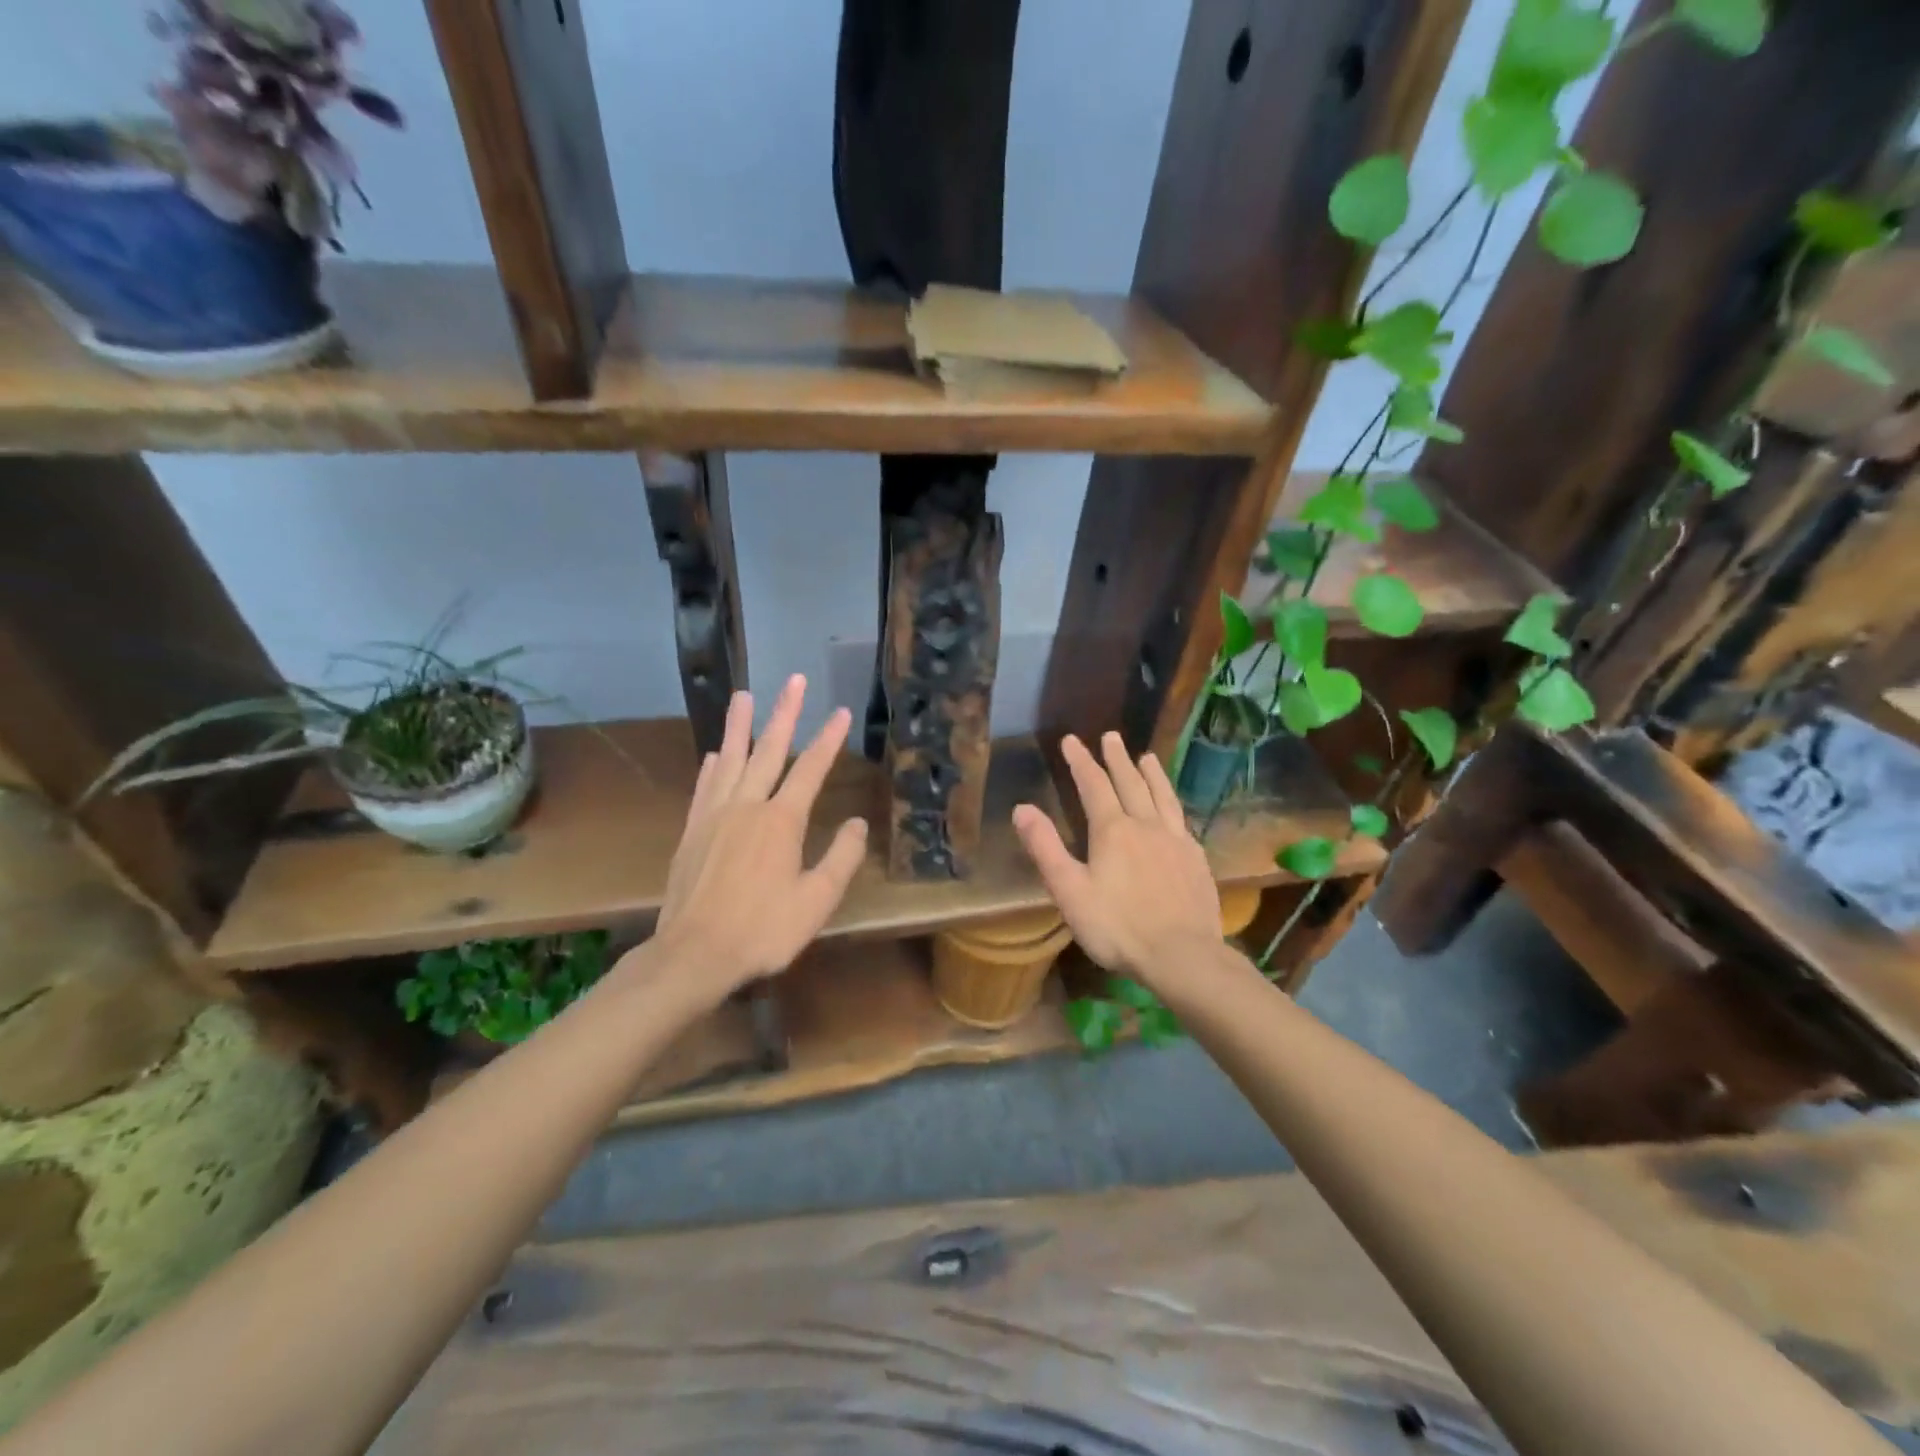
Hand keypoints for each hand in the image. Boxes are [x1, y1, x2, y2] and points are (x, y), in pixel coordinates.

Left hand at [649, 675, 867, 1003]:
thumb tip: (858, 823)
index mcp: (781, 821)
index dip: (828, 739)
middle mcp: (747, 806)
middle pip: (769, 750)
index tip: (840, 711)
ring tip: (744, 695)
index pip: (811, 769)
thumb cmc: (763, 930)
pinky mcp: (692, 831)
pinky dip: (712, 766)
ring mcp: (715, 816)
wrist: (694, 954)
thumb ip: (841, 858)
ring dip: (739, 726)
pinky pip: (704, 787)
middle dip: (784, 713)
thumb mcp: (817, 901)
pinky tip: (715, 754)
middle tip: (794, 680)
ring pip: (731, 759)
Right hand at [1012, 732, 1220, 986]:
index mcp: (1113, 831)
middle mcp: (1146, 825)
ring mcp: (1176, 841)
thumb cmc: (1118, 927)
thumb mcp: (1070, 891)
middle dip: (1117, 759)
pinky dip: (1173, 804)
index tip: (1072, 740)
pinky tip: (1174, 809)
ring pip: (1162, 796)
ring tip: (1147, 756)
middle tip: (1111, 736)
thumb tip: (1022, 808)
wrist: (1182, 956)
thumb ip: (1046, 848)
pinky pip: (1183, 820)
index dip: (1081, 761)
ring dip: (1152, 774)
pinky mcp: (1196, 860)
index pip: (1093, 786)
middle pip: (1130, 783)